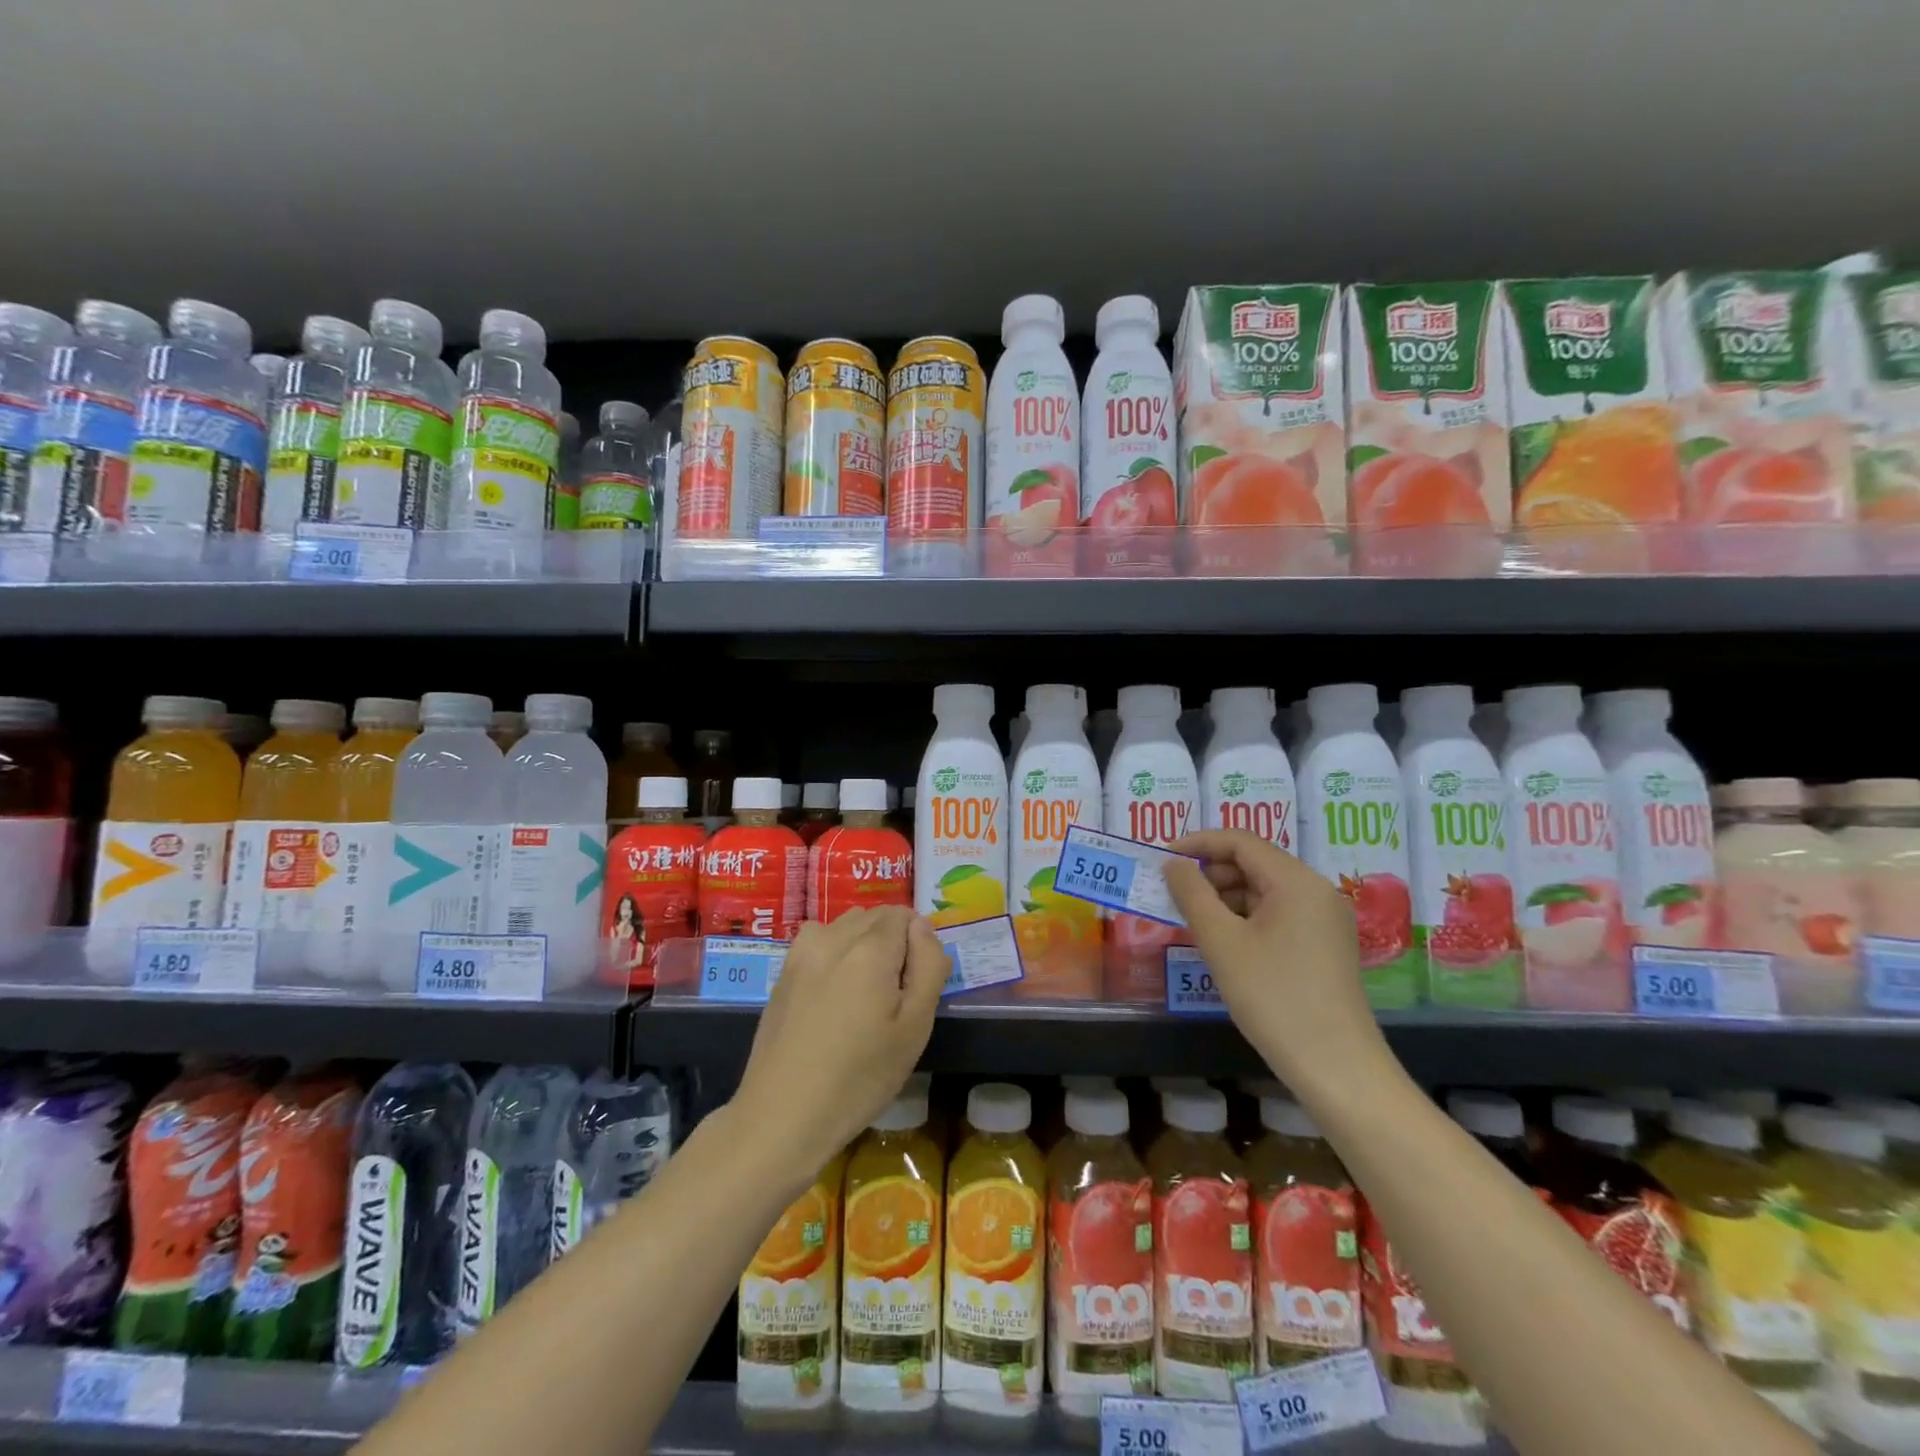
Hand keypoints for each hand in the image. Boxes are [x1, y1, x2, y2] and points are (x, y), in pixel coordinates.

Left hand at [731, 907, 946, 1179]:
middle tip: (893, 994)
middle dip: (892, 941)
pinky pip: (820, 941)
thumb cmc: (860, 1076)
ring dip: (862, 943)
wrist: (783, 1115)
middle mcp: (833, 936)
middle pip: (875, 916)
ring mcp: (802, 951)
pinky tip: (833, 994)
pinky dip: (835, 952)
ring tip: (863, 993)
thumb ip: (929, 966)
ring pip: (846, 925)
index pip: (904, 916)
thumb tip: (923, 927)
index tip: (915, 983)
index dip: (917, 944)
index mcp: (870, 948)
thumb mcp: (915, 1026)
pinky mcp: (783, 971)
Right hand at [1162, 830, 1390, 1086]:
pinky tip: (1224, 943)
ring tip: (1193, 921)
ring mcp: (1325, 920)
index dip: (1198, 843)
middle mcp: (1316, 890)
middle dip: (1210, 872)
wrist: (1336, 1067)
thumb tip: (1173, 864)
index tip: (1162, 859)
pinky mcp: (1324, 946)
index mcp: (1296, 881)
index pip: (1240, 841)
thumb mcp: (1221, 942)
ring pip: (1265, 890)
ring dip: (1225, 897)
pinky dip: (1246, 918)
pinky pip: (1278, 914)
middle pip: (1254, 862)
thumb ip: (1192, 894)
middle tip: (1173, 895)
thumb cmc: (1273, 996)